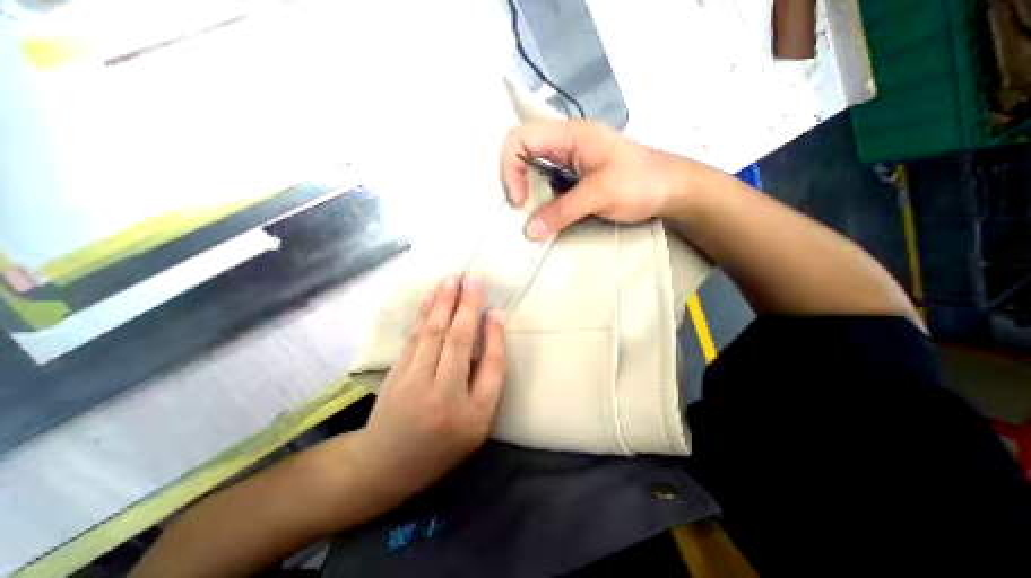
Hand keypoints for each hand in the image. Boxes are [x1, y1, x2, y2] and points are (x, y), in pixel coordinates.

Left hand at [347, 276, 506, 500]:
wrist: (386, 466)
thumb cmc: (443, 444)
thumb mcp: (477, 423)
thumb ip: (487, 380)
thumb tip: (490, 334)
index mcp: (472, 414)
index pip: (491, 366)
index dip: (494, 335)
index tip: (496, 309)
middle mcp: (444, 396)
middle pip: (457, 341)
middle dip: (466, 306)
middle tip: (473, 278)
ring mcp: (414, 383)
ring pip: (432, 334)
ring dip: (443, 303)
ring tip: (452, 279)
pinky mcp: (396, 375)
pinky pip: (414, 338)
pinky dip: (424, 314)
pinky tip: (431, 298)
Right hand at [499, 117, 701, 239]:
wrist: (672, 189)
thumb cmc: (641, 182)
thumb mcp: (601, 194)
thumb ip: (563, 212)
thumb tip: (529, 231)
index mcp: (570, 135)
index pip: (520, 139)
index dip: (511, 169)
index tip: (520, 201)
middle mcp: (565, 143)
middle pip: (523, 152)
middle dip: (514, 180)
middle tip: (520, 209)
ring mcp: (570, 161)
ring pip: (534, 171)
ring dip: (528, 192)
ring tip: (530, 215)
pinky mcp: (575, 177)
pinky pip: (548, 185)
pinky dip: (541, 200)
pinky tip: (545, 215)